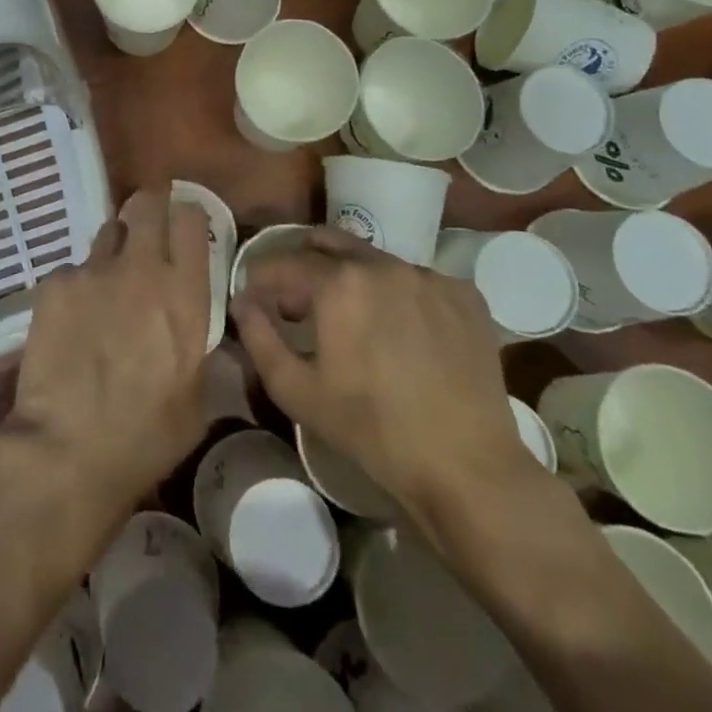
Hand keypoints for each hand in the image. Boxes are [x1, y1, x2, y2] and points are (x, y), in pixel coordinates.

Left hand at [5, 190, 210, 512]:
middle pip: (147, 204)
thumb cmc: (145, 436)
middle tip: (147, 224)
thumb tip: (194, 326)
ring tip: (108, 282)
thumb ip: (197, 346)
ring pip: (108, 232)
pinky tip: (72, 321)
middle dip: (149, 206)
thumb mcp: (197, 397)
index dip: (186, 215)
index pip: (189, 219)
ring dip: (114, 248)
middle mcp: (141, 269)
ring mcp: (94, 271)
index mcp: (184, 295)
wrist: (68, 449)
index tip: (182, 225)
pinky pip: (73, 269)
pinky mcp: (55, 282)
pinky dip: (77, 285)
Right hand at [232, 229, 530, 520]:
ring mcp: (428, 275)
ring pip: (374, 259)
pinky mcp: (464, 294)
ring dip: (352, 278)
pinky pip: (417, 280)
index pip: (283, 262)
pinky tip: (403, 333)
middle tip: (298, 299)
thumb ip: (259, 337)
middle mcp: (382, 263)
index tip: (255, 297)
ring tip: (353, 319)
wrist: (468, 469)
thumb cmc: (372, 431)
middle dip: (304, 262)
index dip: (261, 277)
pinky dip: (398, 295)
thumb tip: (243, 301)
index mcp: (338, 282)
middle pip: (328, 242)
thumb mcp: (297, 391)